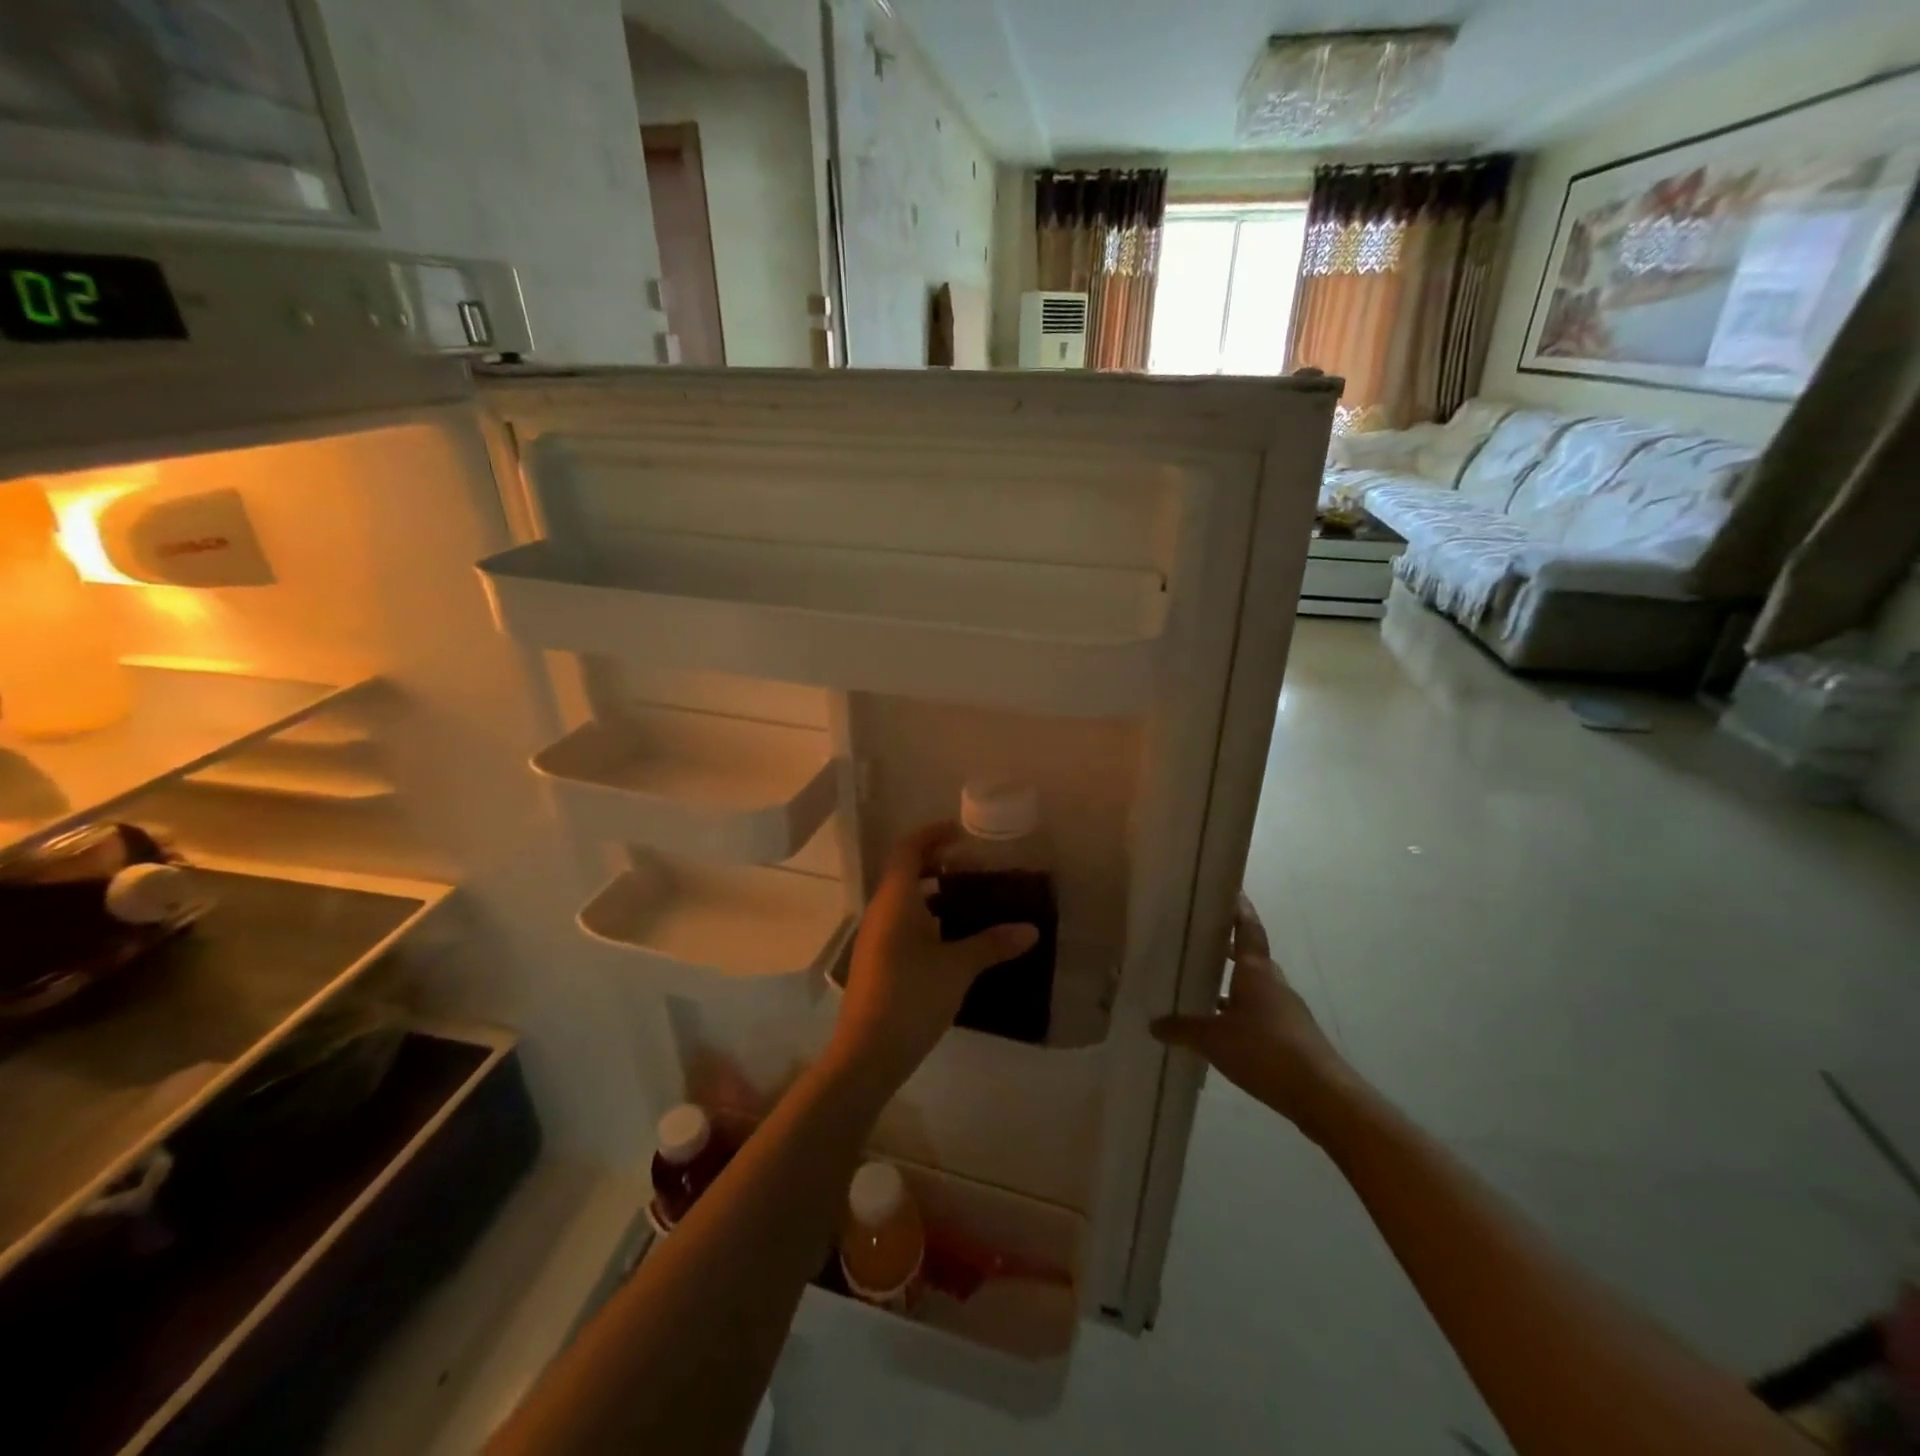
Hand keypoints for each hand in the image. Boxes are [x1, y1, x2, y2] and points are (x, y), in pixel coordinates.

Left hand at [826, 823, 1038, 1096]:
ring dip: (932, 891)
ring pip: (904, 899)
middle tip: (974, 866)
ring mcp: (876, 937)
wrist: (867, 1053)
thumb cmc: (911, 996)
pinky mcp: (878, 960)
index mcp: (895, 899)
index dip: (932, 834)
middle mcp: (881, 911)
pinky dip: (926, 916)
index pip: (908, 848)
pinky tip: (952, 937)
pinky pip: (902, 922)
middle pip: (905, 871)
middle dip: (937, 862)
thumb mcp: (958, 968)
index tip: (962, 832)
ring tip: (969, 899)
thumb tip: (1031, 930)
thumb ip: (992, 944)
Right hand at [1151, 894, 1359, 1143]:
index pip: (1248, 929)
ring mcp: (1285, 1010)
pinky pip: (1259, 1013)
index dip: (1239, 909)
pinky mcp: (1291, 1036)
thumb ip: (1182, 1029)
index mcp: (1255, 972)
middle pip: (1252, 956)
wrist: (1321, 1095)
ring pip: (1255, 987)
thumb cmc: (1265, 1051)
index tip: (1230, 890)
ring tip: (1204, 984)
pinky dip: (1240, 1012)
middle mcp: (1272, 984)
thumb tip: (1153, 1024)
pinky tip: (1222, 1028)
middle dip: (1230, 947)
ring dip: (1234, 983)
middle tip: (1203, 938)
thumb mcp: (1213, 1040)